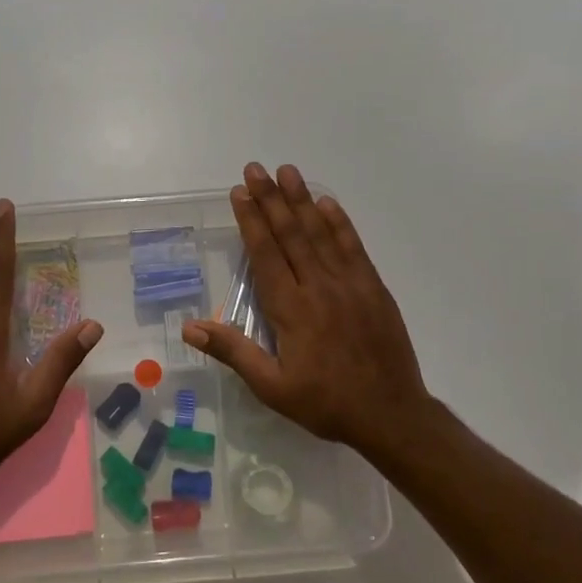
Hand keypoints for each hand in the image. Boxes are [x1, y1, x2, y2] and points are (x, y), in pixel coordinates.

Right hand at [182, 163, 432, 452]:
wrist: (391, 414)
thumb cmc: (326, 403)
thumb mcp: (271, 387)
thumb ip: (233, 352)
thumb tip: (190, 328)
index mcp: (291, 309)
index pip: (266, 254)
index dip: (251, 220)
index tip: (239, 192)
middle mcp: (318, 287)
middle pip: (291, 234)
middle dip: (271, 198)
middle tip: (256, 168)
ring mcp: (350, 284)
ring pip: (321, 233)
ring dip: (302, 200)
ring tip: (287, 171)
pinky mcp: (373, 288)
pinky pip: (353, 247)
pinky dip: (339, 223)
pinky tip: (328, 203)